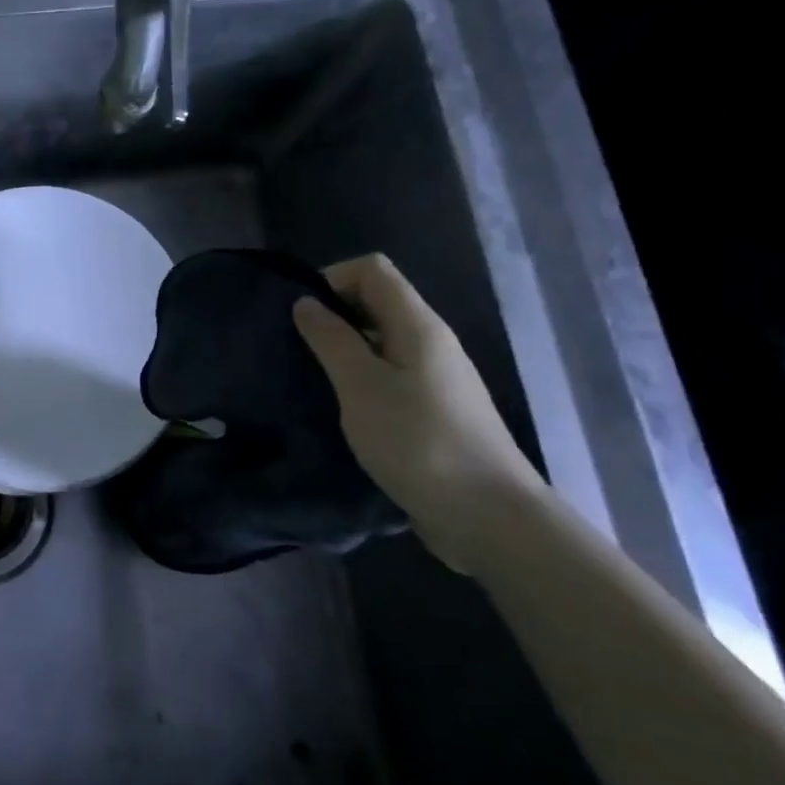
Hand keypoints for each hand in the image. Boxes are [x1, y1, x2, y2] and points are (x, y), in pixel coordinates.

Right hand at [293, 254, 543, 563]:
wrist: (487, 515)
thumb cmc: (418, 442)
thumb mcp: (361, 386)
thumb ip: (331, 340)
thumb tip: (306, 303)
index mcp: (418, 325)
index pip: (373, 270)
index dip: (332, 279)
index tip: (300, 316)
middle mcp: (431, 342)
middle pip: (377, 302)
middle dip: (333, 316)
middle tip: (297, 350)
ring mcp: (436, 378)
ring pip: (381, 342)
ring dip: (344, 351)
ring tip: (312, 381)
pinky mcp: (433, 411)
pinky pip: (390, 376)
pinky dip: (360, 381)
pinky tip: (342, 410)